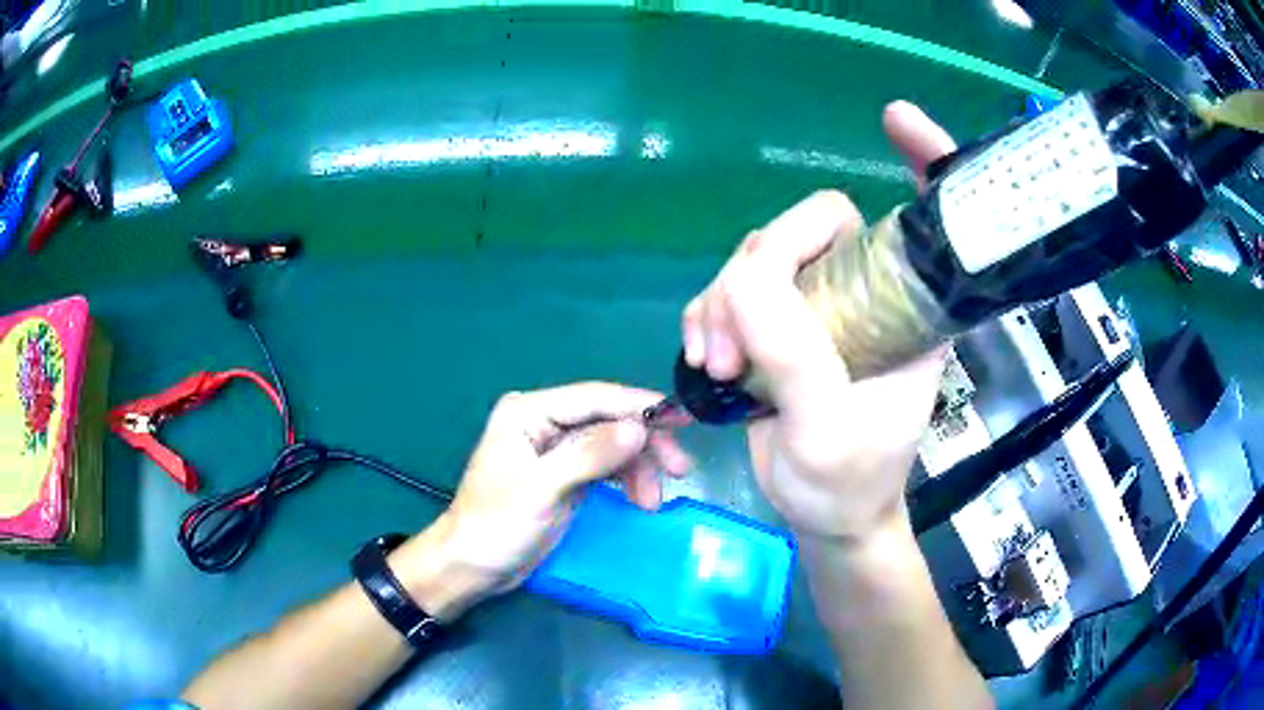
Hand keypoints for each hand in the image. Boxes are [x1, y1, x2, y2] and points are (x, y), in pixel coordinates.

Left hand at [393, 383, 690, 619]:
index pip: (593, 398)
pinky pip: (606, 468)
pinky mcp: (565, 475)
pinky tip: (642, 500)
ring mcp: (556, 450)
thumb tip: (638, 428)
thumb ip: (588, 455)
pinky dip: (627, 481)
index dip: (639, 405)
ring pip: (612, 445)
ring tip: (654, 501)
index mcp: (529, 413)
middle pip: (608, 421)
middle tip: (680, 467)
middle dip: (644, 444)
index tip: (681, 419)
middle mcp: (544, 423)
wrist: (473, 567)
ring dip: (639, 469)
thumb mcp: (542, 490)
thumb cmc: (496, 525)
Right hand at [681, 102, 955, 544]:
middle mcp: (870, 293)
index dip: (926, 161)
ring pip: (762, 257)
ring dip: (725, 301)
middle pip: (813, 226)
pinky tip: (707, 360)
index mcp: (910, 309)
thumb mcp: (826, 426)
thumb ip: (793, 349)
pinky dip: (711, 317)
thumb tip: (743, 275)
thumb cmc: (847, 482)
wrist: (825, 517)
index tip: (896, 118)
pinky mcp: (781, 323)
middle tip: (737, 344)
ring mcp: (822, 305)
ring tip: (718, 364)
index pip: (928, 217)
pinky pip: (735, 289)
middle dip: (764, 267)